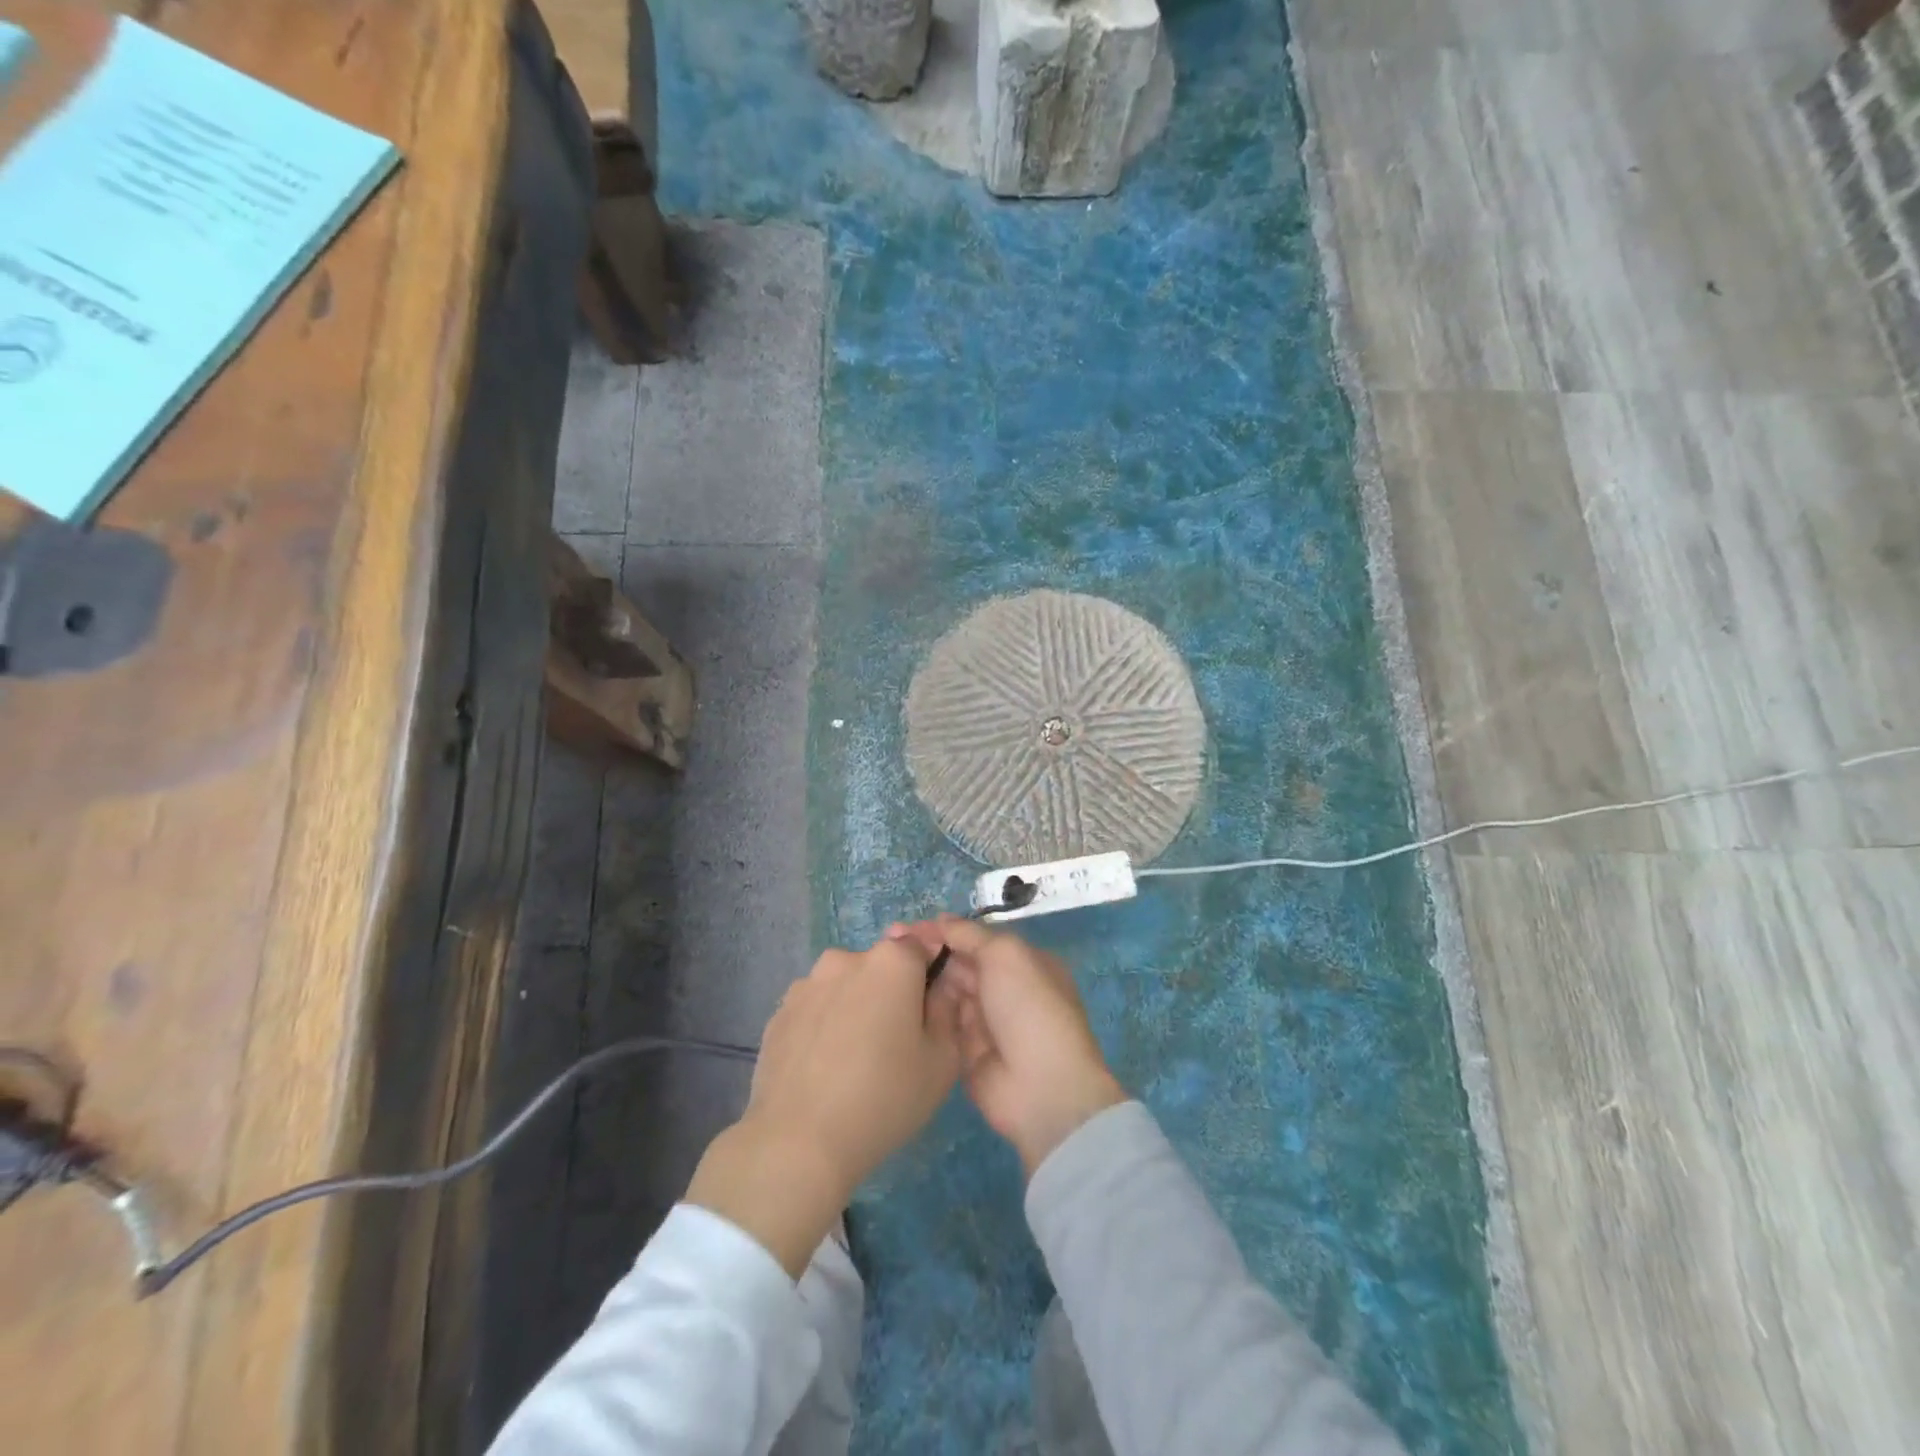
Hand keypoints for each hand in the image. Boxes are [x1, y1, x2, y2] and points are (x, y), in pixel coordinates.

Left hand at [686, 938, 962, 1275]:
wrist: (798, 1142)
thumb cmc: (884, 1098)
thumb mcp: (941, 1060)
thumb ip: (947, 1009)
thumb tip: (940, 986)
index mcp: (891, 961)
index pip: (921, 944)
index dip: (930, 971)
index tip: (930, 1006)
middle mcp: (846, 959)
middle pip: (880, 965)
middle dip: (891, 991)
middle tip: (895, 1040)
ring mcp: (807, 984)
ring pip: (845, 985)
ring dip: (855, 1006)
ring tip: (854, 1058)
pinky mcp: (779, 1012)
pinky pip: (816, 1008)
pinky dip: (825, 1025)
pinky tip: (824, 1067)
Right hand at [889, 917, 1125, 1177]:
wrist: (1040, 1087)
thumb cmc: (1028, 1007)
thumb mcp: (1005, 954)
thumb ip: (970, 934)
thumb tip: (940, 920)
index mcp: (1022, 962)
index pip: (976, 939)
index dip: (943, 932)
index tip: (905, 929)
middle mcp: (1004, 989)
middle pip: (960, 964)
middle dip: (928, 953)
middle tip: (887, 946)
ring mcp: (985, 1022)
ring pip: (947, 992)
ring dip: (923, 980)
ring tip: (884, 969)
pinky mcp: (965, 1052)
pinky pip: (940, 1023)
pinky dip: (923, 1012)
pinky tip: (893, 1001)